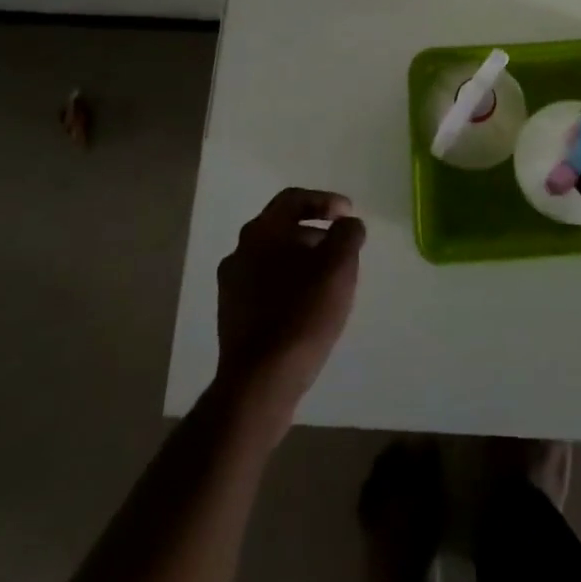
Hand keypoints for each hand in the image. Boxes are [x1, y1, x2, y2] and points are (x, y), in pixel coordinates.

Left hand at [215, 188, 365, 433]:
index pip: (293, 199)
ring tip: (329, 279)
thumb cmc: (302, 314)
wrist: (260, 382)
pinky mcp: (232, 316)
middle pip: (282, 228)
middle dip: (315, 232)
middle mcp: (240, 251)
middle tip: (341, 248)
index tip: (348, 214)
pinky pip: (265, 286)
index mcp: (261, 232)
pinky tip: (308, 306)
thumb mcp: (339, 267)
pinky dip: (289, 284)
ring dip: (302, 260)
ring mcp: (232, 286)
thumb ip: (348, 235)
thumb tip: (348, 224)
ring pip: (273, 258)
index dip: (325, 201)